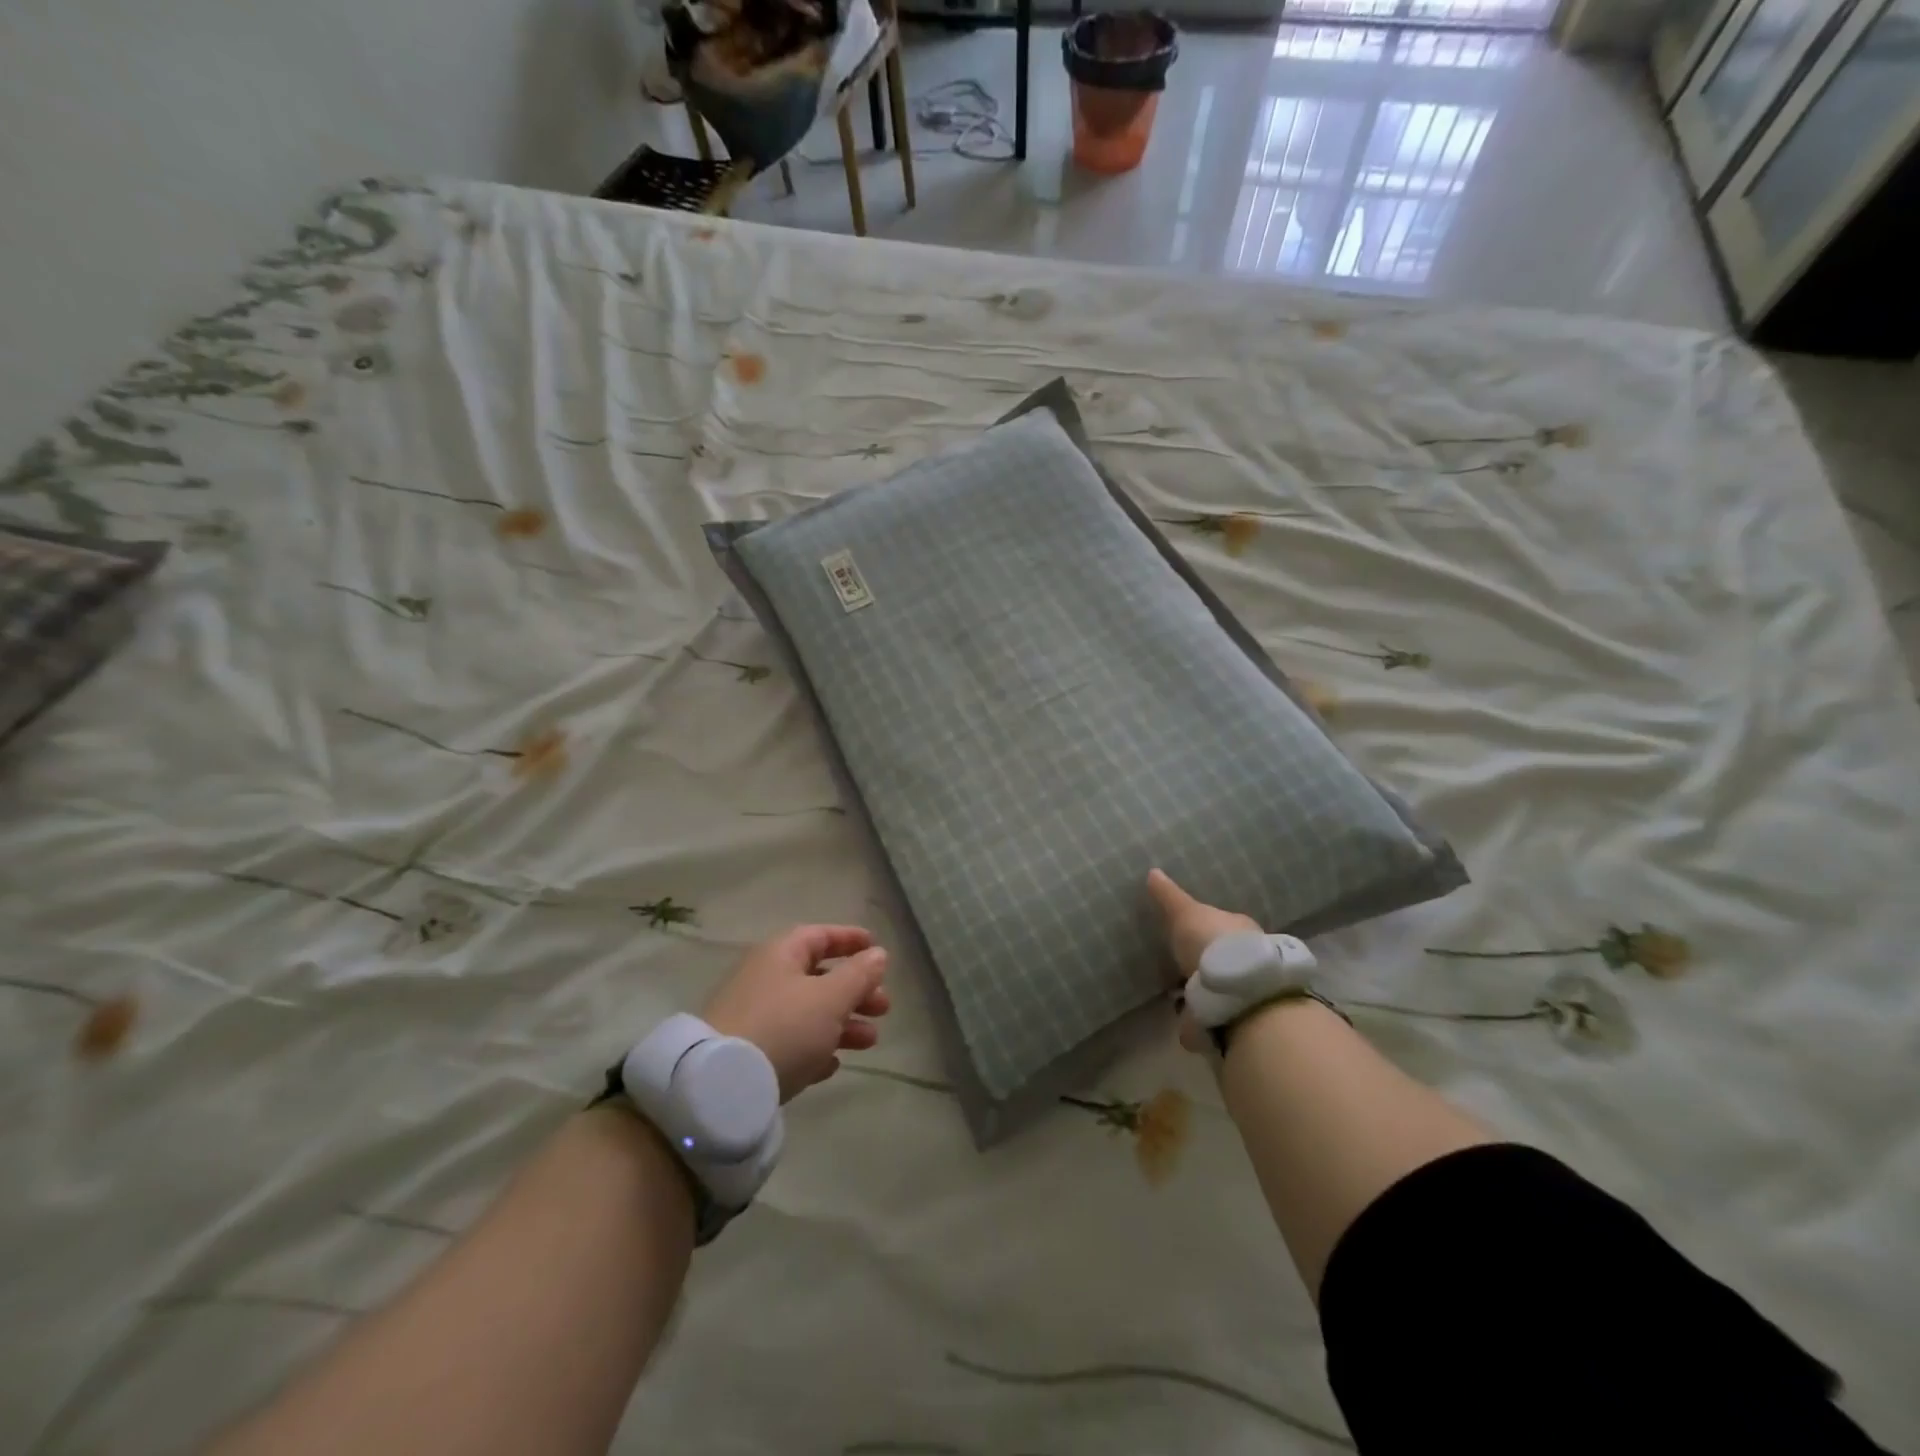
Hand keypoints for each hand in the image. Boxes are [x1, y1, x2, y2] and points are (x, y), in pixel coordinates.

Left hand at [702, 925, 890, 1101]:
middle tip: (883, 1007)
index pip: (820, 936)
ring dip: (842, 1023)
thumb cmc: (784, 1027)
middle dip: (855, 990)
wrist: (721, 1086)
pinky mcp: (748, 1053)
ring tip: (870, 1041)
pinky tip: (832, 1065)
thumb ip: (858, 975)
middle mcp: (765, 979)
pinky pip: (790, 1043)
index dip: (850, 940)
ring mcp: (754, 1017)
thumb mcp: (830, 999)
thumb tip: (878, 954)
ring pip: (808, 1012)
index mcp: (781, 954)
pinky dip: (815, 1048)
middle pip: (818, 977)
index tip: (877, 949)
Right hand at [1146, 869, 1260, 1053]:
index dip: (1206, 926)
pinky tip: (1186, 1019)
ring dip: (1205, 990)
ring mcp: (1244, 988)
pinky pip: (1215, 1015)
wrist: (1237, 994)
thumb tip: (1152, 871)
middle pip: (1223, 955)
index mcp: (1240, 928)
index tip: (1188, 931)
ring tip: (1179, 994)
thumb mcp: (1185, 913)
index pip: (1222, 923)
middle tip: (1181, 964)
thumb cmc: (1212, 943)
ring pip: (1222, 985)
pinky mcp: (1237, 1018)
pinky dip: (1202, 1018)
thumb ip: (1169, 896)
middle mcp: (1248, 956)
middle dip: (1205, 960)